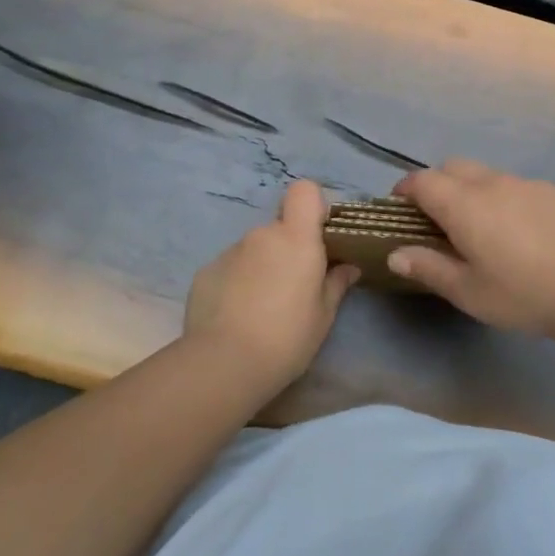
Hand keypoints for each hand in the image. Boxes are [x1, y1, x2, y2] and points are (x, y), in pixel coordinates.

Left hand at [182, 180, 358, 390]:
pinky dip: (236, 283)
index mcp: (296, 238)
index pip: (304, 191)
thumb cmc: (287, 337)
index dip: (313, 206)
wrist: (224, 363)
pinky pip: (230, 268)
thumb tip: (349, 267)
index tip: (319, 236)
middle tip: (293, 287)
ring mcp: (230, 251)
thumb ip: (337, 284)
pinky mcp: (206, 271)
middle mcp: (261, 235)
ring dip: (261, 267)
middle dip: (288, 248)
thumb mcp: (323, 316)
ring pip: (254, 249)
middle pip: (279, 227)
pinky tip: (236, 316)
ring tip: (262, 309)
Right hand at [389, 159, 554, 342]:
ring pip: (488, 175)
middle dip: (437, 183)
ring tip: (482, 227)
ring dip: (472, 190)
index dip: (405, 189)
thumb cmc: (525, 294)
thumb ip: (429, 268)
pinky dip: (507, 200)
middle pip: (453, 167)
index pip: (422, 181)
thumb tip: (396, 254)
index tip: (400, 207)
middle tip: (437, 217)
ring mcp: (528, 184)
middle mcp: (492, 183)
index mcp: (463, 204)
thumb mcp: (470, 292)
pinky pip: (519, 187)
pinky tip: (524, 233)